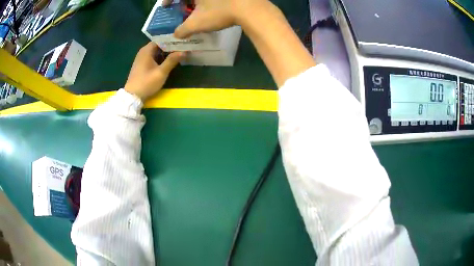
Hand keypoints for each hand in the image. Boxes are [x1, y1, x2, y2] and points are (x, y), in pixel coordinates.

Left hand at [124, 42, 185, 100]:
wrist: (132, 96)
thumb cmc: (146, 83)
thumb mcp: (161, 72)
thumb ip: (172, 61)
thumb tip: (185, 51)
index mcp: (147, 50)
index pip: (161, 39)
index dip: (172, 40)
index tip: (183, 41)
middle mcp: (143, 51)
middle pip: (159, 45)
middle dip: (170, 46)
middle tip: (183, 47)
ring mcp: (142, 58)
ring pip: (157, 51)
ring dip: (166, 52)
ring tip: (179, 53)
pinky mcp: (142, 64)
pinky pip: (153, 57)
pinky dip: (161, 57)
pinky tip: (169, 60)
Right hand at [173, 0, 270, 38]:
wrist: (250, 8)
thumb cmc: (219, 12)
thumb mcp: (197, 23)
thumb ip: (183, 30)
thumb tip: (176, 35)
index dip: (167, 0)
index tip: (165, 6)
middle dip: (182, 1)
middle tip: (182, 8)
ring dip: (196, 1)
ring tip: (196, 9)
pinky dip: (207, 1)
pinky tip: (212, 7)